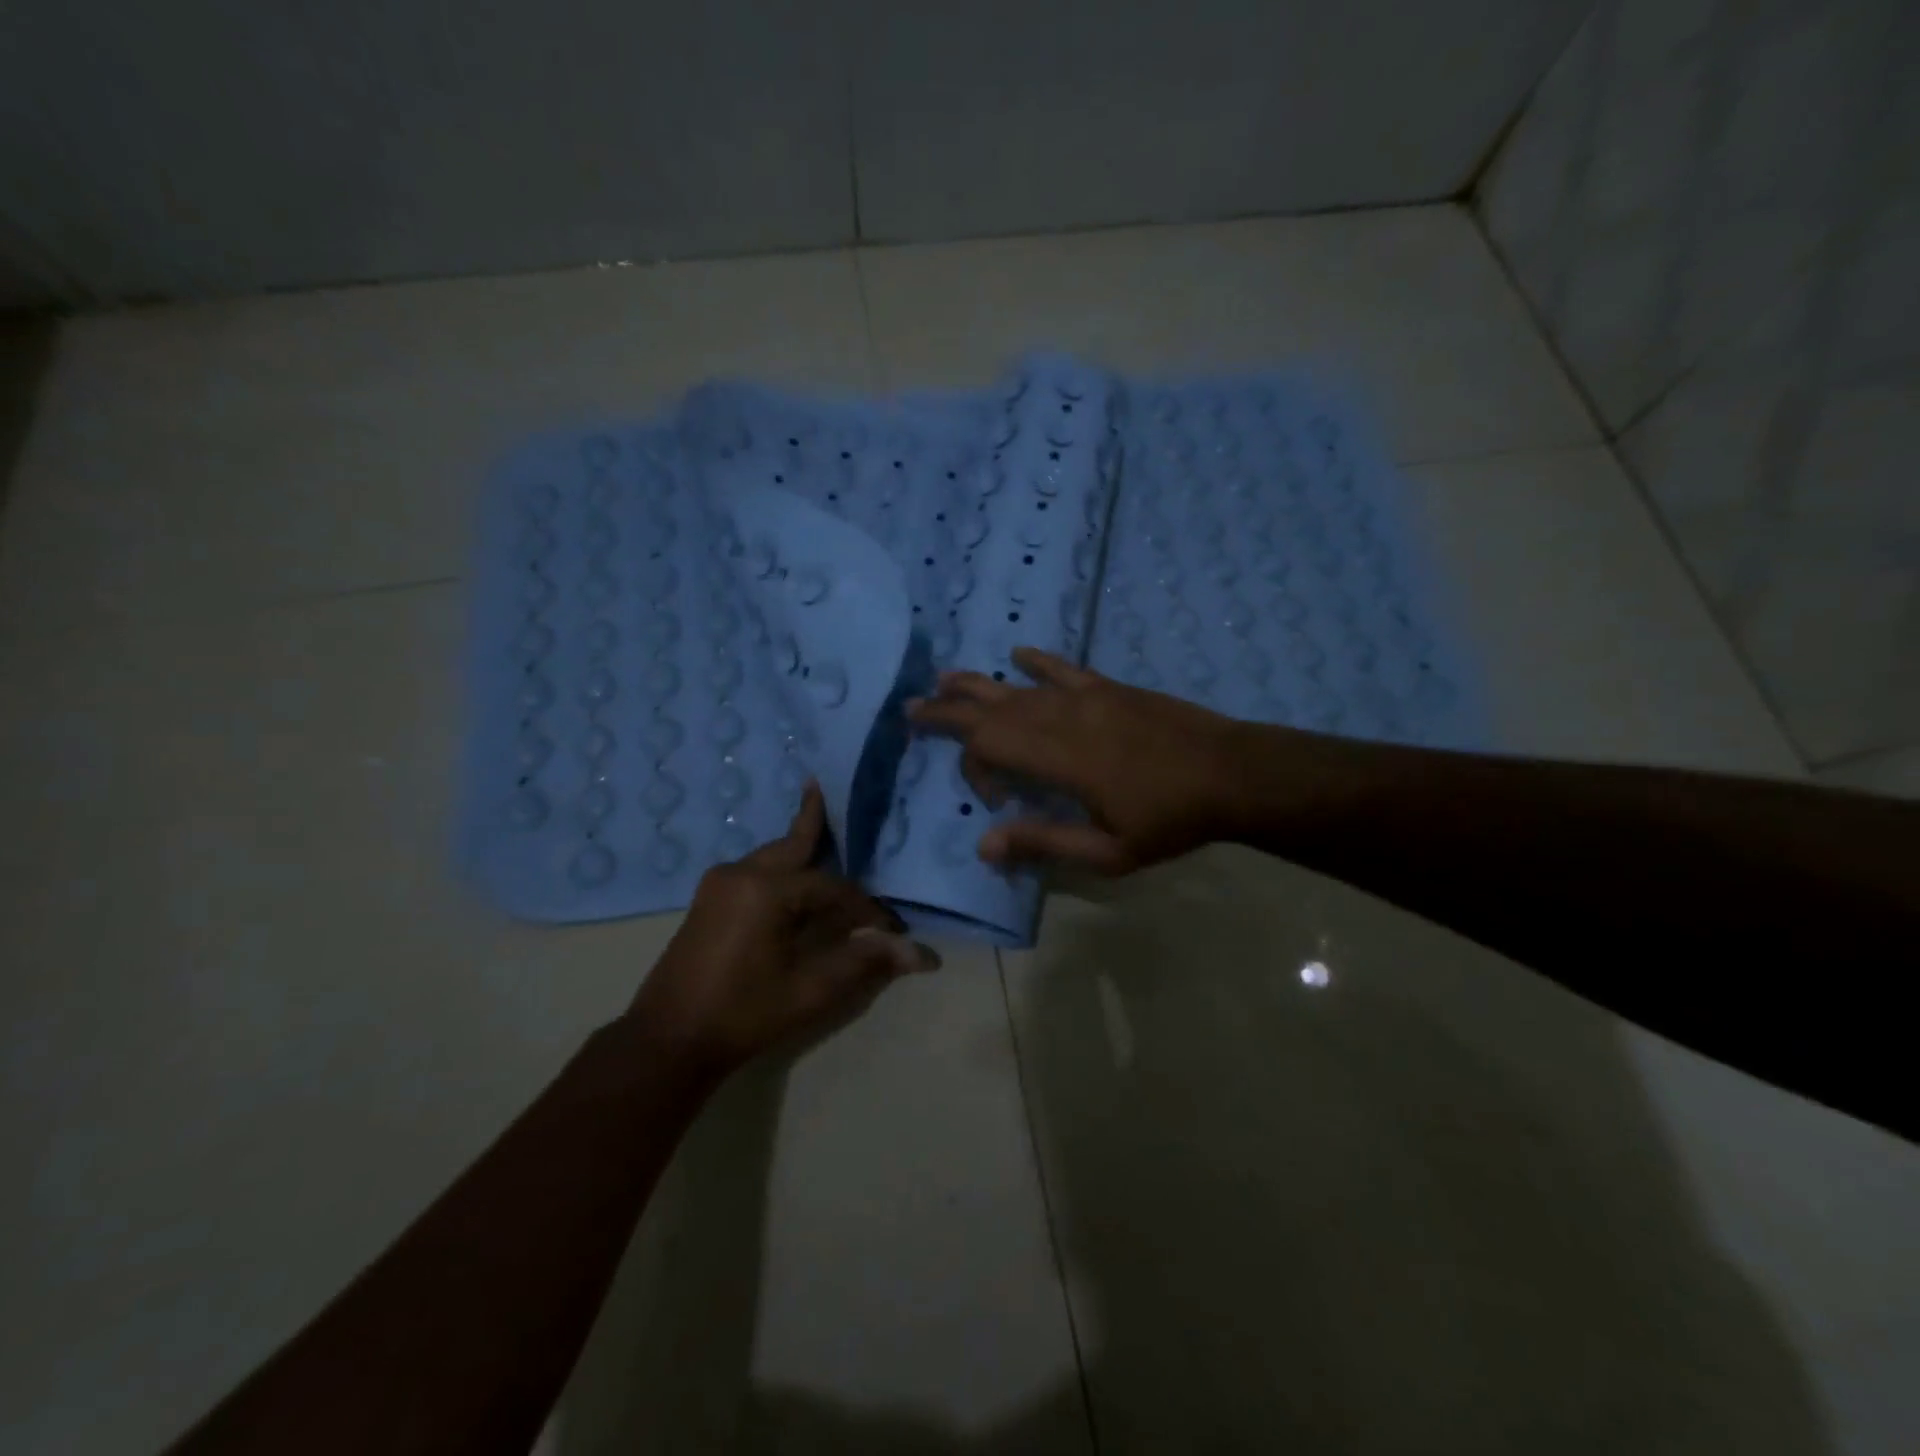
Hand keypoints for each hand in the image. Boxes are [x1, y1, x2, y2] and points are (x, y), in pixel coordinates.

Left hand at [628, 782, 936, 1073]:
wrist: (667, 1040)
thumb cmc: (743, 1014)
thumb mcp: (810, 991)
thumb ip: (863, 962)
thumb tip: (918, 953)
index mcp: (766, 890)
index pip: (832, 888)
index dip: (864, 909)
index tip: (889, 931)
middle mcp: (740, 874)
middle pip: (792, 845)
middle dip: (813, 823)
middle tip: (822, 788)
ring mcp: (718, 885)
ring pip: (771, 857)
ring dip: (797, 850)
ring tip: (817, 829)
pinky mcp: (707, 901)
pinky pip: (754, 871)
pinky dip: (779, 869)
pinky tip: (791, 880)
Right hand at [906, 647, 1246, 873]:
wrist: (1232, 773)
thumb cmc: (1170, 819)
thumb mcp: (1108, 852)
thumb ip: (1043, 843)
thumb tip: (983, 845)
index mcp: (1060, 758)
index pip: (990, 745)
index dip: (975, 768)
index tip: (995, 800)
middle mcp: (1063, 718)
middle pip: (991, 707)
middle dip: (947, 709)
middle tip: (911, 707)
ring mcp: (1087, 697)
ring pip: (1018, 686)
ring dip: (978, 684)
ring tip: (944, 679)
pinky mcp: (1109, 688)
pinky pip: (1063, 669)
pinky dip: (1036, 662)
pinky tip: (1017, 654)